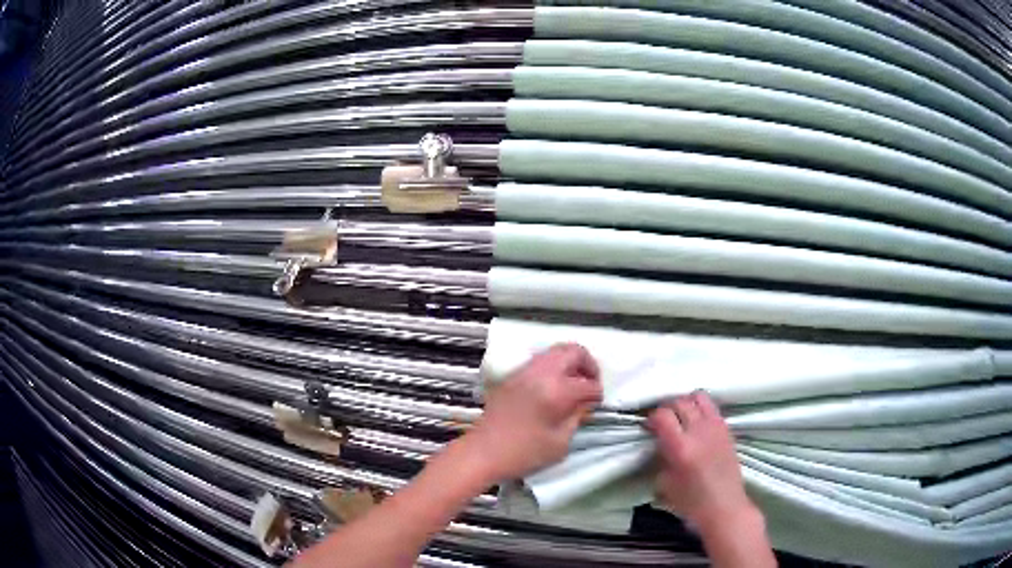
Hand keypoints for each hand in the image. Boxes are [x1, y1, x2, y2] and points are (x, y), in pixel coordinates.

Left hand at [469, 343, 602, 480]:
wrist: (483, 452)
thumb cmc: (524, 453)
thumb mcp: (560, 442)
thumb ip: (577, 417)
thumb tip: (585, 403)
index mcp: (556, 391)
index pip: (588, 384)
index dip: (597, 394)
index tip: (597, 404)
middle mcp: (541, 373)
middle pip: (573, 351)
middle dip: (588, 365)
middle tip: (591, 384)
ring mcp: (524, 371)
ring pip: (555, 351)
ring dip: (570, 363)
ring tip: (574, 385)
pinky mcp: (513, 375)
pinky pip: (540, 360)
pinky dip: (554, 366)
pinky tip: (555, 388)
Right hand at [647, 391, 756, 529]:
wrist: (724, 506)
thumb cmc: (691, 502)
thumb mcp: (665, 483)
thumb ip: (661, 458)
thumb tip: (659, 445)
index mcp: (681, 447)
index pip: (663, 415)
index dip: (652, 417)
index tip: (648, 427)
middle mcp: (699, 431)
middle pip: (680, 402)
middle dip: (667, 408)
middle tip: (661, 421)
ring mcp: (716, 427)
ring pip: (698, 397)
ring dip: (686, 402)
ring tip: (680, 416)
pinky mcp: (727, 429)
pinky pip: (711, 407)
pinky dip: (700, 408)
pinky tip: (696, 423)